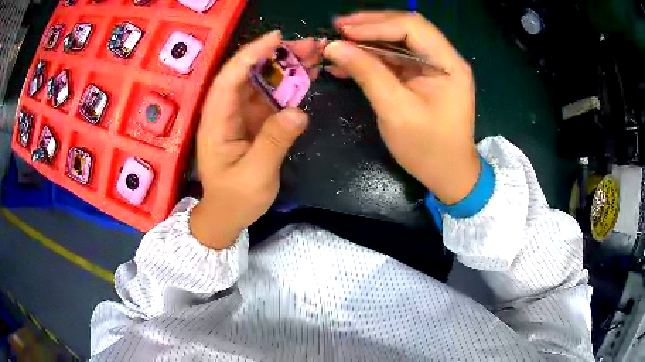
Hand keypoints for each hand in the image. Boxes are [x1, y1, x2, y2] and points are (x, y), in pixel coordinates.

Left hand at [190, 31, 321, 249]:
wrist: (227, 216)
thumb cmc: (235, 199)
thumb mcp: (255, 175)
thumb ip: (274, 142)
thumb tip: (297, 112)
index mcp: (217, 122)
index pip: (230, 79)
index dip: (250, 55)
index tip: (276, 38)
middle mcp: (226, 112)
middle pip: (249, 75)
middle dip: (276, 56)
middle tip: (309, 45)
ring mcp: (241, 116)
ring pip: (262, 83)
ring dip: (286, 68)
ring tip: (314, 55)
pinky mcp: (254, 123)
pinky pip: (271, 99)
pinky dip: (289, 87)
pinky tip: (307, 77)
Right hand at [324, 11, 479, 203]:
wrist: (448, 175)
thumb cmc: (428, 149)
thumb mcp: (396, 111)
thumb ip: (367, 73)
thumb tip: (334, 47)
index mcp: (448, 64)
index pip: (412, 27)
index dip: (376, 24)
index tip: (343, 31)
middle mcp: (444, 59)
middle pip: (406, 28)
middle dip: (371, 25)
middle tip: (338, 28)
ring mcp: (434, 67)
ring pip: (398, 41)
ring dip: (368, 39)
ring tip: (339, 40)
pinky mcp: (423, 78)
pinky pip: (396, 59)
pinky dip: (373, 57)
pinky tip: (349, 60)